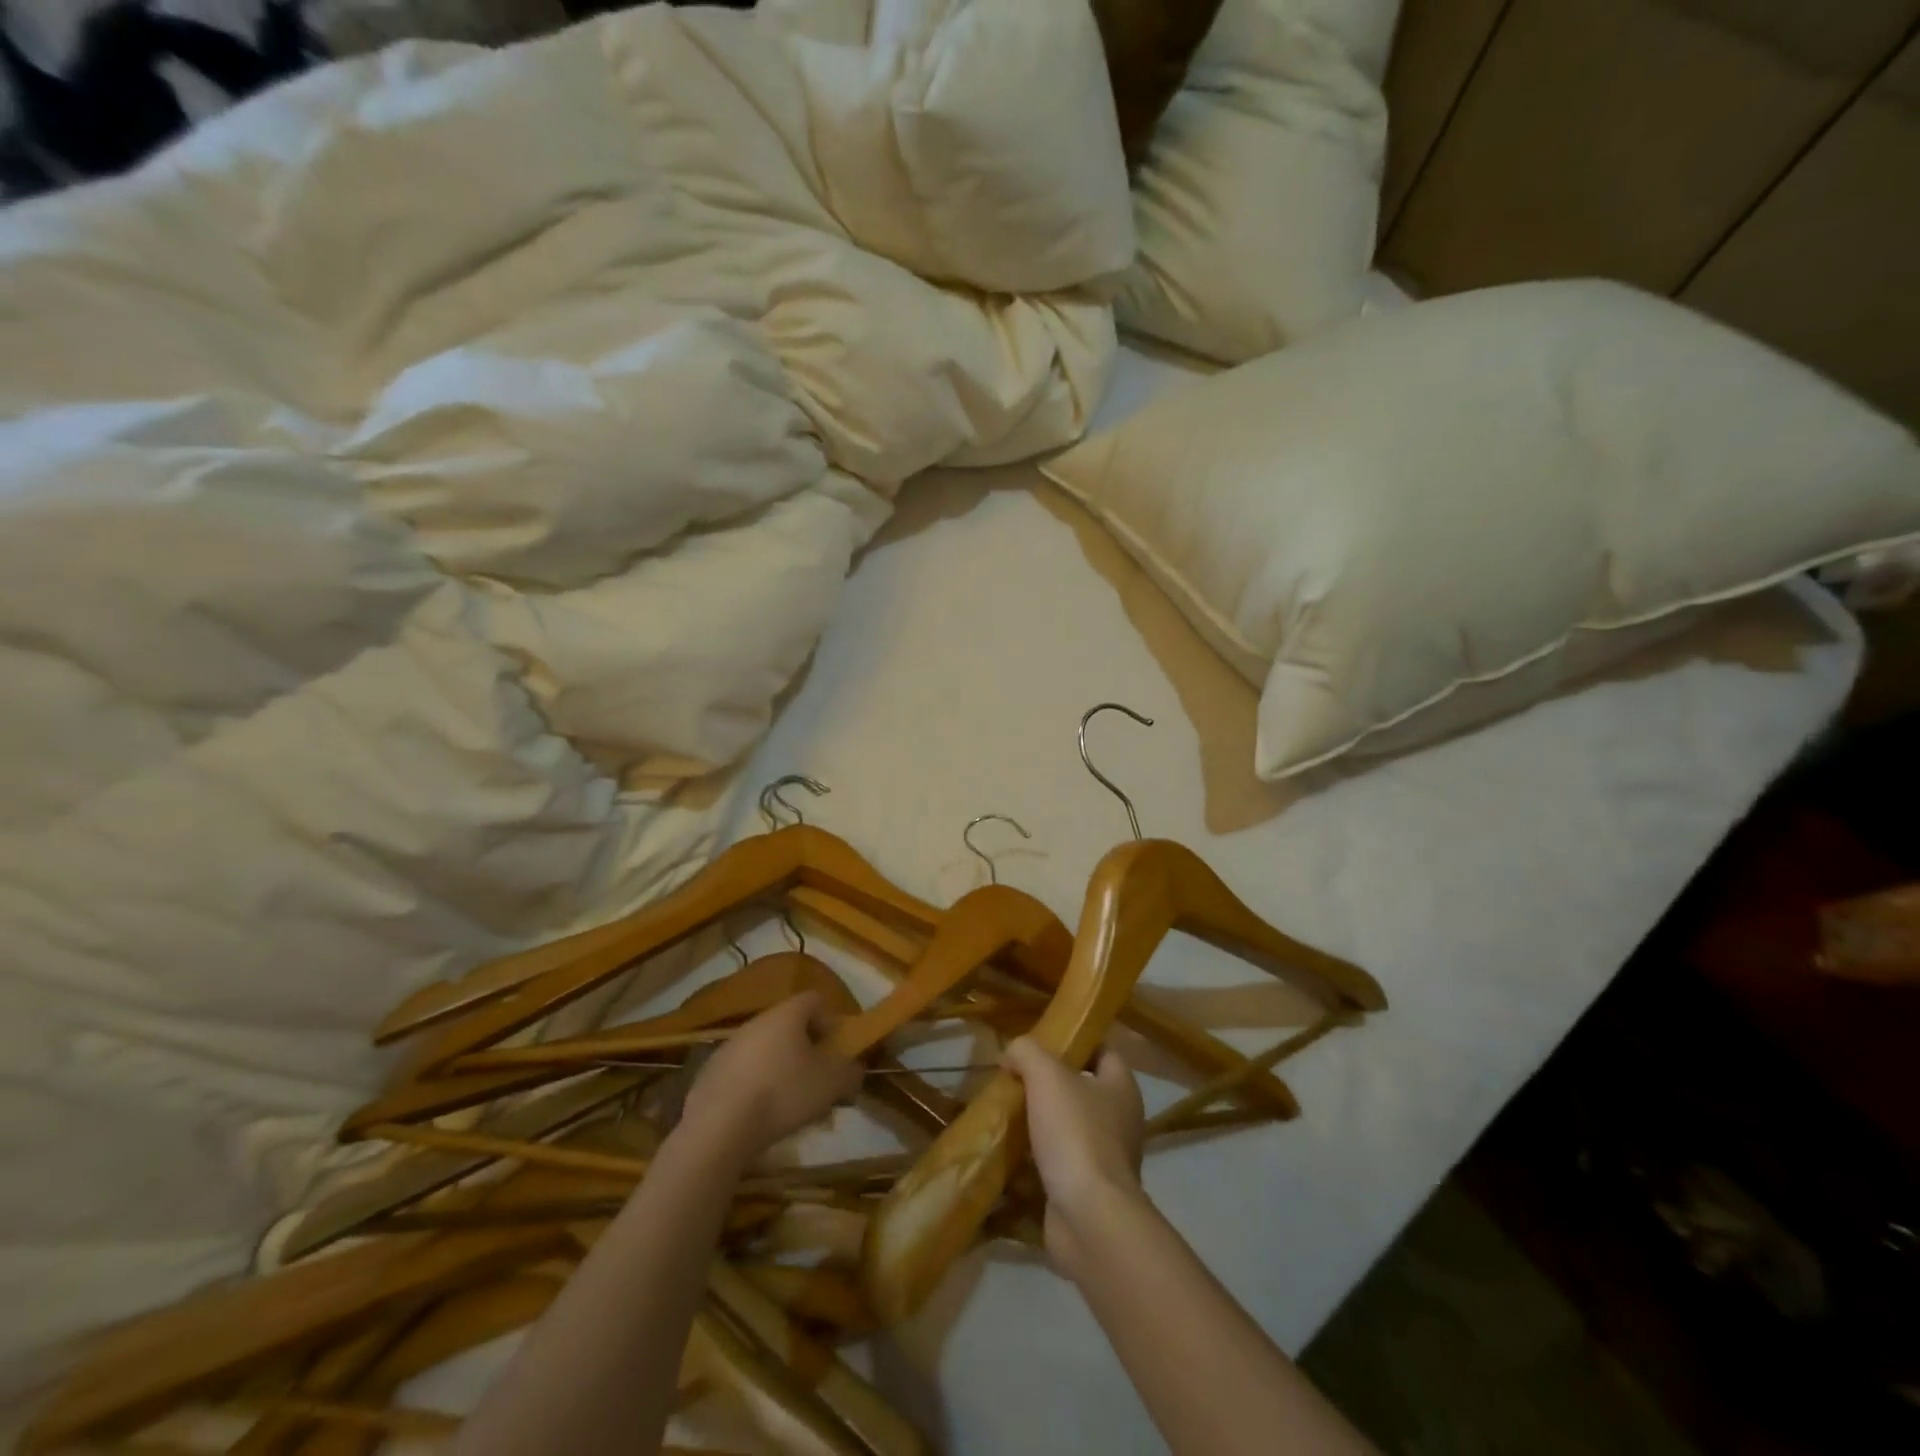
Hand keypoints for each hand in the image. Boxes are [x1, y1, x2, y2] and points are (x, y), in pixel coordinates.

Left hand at [680, 992, 860, 1159]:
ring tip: (790, 1106)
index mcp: (787, 1014)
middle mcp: (757, 1021)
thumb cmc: (782, 1093)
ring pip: (766, 1051)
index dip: (831, 1021)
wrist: (718, 1127)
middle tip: (817, 1083)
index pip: (815, 1000)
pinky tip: (760, 1116)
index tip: (836, 1051)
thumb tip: (853, 1070)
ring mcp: (729, 1046)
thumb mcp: (831, 1084)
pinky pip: (744, 1072)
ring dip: (782, 1070)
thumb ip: (850, 1073)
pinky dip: (756, 1087)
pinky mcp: (710, 1073)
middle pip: (790, 1027)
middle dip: (807, 1052)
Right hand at [1002, 1038, 1145, 1280]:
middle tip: (1014, 1078)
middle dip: (1049, 1085)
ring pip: (1069, 1128)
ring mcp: (1106, 1158)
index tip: (1041, 1043)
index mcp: (1122, 1087)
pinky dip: (1037, 1160)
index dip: (1075, 1043)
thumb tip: (1012, 1052)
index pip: (1102, 1051)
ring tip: (1006, 1114)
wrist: (1089, 1218)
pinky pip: (1059, 1164)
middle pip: (1082, 1090)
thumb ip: (1027, 1052)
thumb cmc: (1076, 1134)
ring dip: (1040, 1124)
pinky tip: (1010, 1154)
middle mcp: (1121, 1120)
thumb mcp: (1046, 1076)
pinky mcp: (1088, 1191)